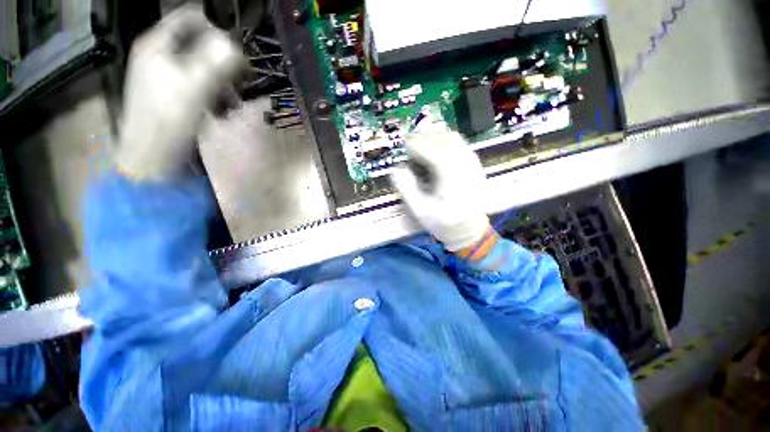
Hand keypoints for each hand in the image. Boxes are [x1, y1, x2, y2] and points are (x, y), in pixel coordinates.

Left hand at [116, 7, 241, 180]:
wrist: (153, 156)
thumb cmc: (169, 118)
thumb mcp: (196, 85)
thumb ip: (216, 61)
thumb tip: (235, 46)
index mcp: (158, 44)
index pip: (189, 17)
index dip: (216, 28)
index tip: (236, 51)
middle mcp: (160, 55)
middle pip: (199, 43)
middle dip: (223, 61)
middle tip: (241, 78)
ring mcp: (166, 76)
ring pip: (202, 66)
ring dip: (223, 82)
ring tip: (233, 102)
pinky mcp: (174, 96)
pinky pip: (199, 85)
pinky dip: (215, 95)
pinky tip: (223, 110)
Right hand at [390, 129, 491, 251]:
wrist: (470, 229)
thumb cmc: (444, 222)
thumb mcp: (420, 210)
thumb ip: (407, 189)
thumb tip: (396, 169)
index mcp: (452, 177)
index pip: (432, 150)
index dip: (415, 145)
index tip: (402, 146)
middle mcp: (465, 164)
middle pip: (443, 138)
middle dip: (423, 138)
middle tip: (409, 146)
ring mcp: (473, 162)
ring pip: (452, 137)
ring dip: (434, 137)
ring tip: (420, 147)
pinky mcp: (474, 163)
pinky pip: (458, 143)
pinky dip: (443, 142)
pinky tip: (434, 152)